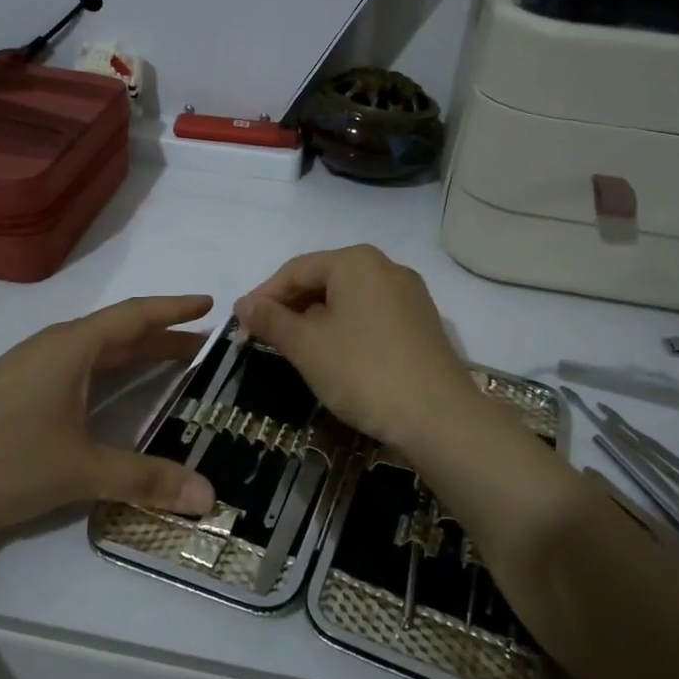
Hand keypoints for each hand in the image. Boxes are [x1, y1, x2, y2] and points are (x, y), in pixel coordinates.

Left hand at [0, 295, 218, 545]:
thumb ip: (145, 480)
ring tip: (171, 367)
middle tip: (204, 347)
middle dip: (162, 338)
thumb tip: (210, 497)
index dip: (174, 309)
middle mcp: (49, 350)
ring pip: (93, 355)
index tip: (210, 303)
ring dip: (134, 357)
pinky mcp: (12, 398)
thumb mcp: (78, 471)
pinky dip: (107, 376)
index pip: (134, 316)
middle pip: (117, 334)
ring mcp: (26, 373)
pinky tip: (112, 397)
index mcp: (69, 348)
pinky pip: (74, 374)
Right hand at [234, 246, 489, 454]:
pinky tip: (334, 357)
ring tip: (293, 350)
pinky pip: (370, 315)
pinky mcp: (421, 322)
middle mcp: (385, 267)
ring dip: (314, 320)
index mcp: (355, 262)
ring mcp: (409, 294)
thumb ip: (271, 320)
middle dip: (289, 309)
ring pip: (347, 299)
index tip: (239, 327)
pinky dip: (344, 329)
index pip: (295, 270)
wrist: (439, 417)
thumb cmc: (362, 372)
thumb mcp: (306, 346)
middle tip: (261, 340)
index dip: (262, 297)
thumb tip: (244, 304)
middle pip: (323, 280)